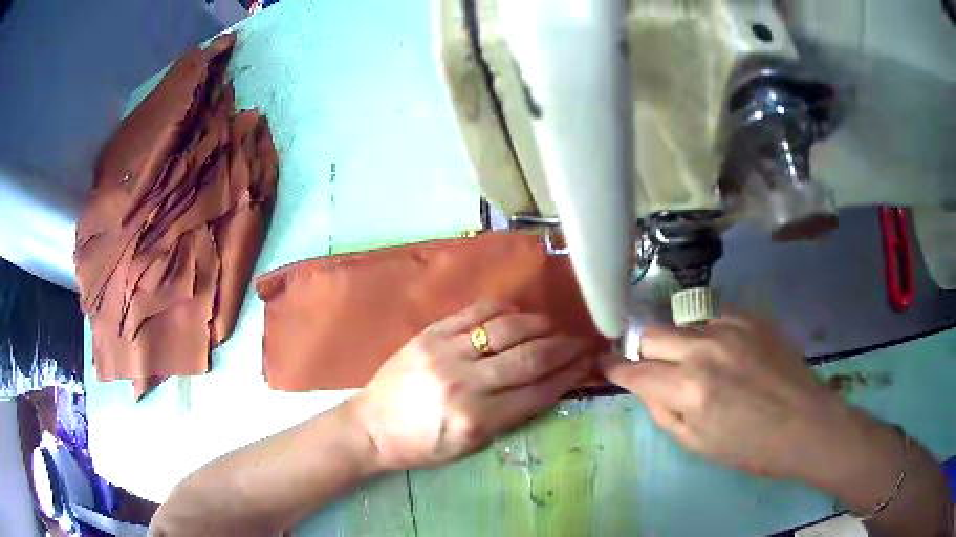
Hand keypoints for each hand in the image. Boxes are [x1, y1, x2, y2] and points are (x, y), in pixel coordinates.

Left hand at [352, 300, 593, 471]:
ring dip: (539, 325)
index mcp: (477, 420)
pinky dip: (503, 309)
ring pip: (507, 329)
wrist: (372, 426)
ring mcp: (446, 353)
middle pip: (529, 357)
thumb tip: (546, 387)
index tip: (587, 364)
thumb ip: (508, 418)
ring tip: (554, 327)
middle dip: (563, 348)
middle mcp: (465, 383)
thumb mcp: (469, 447)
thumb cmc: (422, 446)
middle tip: (581, 341)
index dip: (568, 376)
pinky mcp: (429, 334)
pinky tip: (517, 313)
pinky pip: (475, 312)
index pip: (536, 392)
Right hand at [600, 314, 880, 482]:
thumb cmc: (751, 447)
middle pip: (652, 333)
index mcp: (689, 389)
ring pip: (683, 325)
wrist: (806, 423)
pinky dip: (708, 335)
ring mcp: (729, 328)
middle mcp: (704, 350)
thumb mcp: (698, 445)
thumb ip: (664, 413)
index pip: (636, 370)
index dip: (615, 367)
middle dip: (642, 349)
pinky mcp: (750, 318)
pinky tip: (725, 353)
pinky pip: (713, 319)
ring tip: (699, 365)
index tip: (605, 363)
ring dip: (679, 344)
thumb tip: (645, 389)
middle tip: (650, 365)